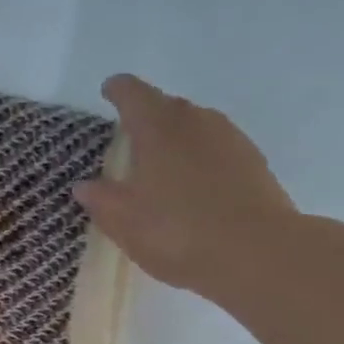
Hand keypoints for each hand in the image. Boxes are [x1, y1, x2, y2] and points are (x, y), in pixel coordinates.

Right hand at [74, 74, 301, 304]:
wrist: (257, 253)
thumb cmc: (177, 232)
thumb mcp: (124, 222)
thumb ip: (100, 199)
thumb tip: (85, 185)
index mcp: (157, 126)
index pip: (132, 92)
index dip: (117, 91)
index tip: (108, 92)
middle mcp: (195, 120)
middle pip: (166, 106)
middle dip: (146, 118)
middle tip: (130, 143)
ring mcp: (230, 138)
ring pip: (195, 128)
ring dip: (176, 141)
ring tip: (162, 170)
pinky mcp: (253, 162)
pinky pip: (217, 150)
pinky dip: (200, 161)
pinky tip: (194, 190)